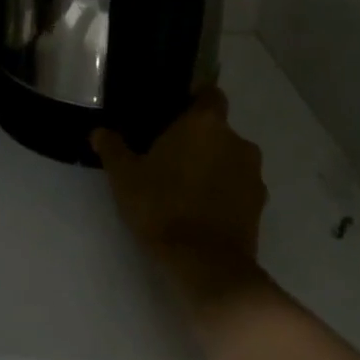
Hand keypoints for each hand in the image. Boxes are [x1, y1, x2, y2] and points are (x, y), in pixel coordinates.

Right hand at [92, 90, 267, 308]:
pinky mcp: (260, 206)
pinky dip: (224, 191)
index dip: (194, 100)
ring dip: (213, 165)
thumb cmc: (162, 206)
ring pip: (230, 158)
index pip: (210, 94)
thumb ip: (112, 148)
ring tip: (185, 185)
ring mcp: (253, 175)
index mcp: (205, 123)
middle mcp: (237, 141)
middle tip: (169, 154)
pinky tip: (201, 208)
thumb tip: (99, 132)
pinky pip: (239, 186)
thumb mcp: (124, 176)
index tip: (173, 113)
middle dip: (199, 138)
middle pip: (218, 129)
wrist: (206, 265)